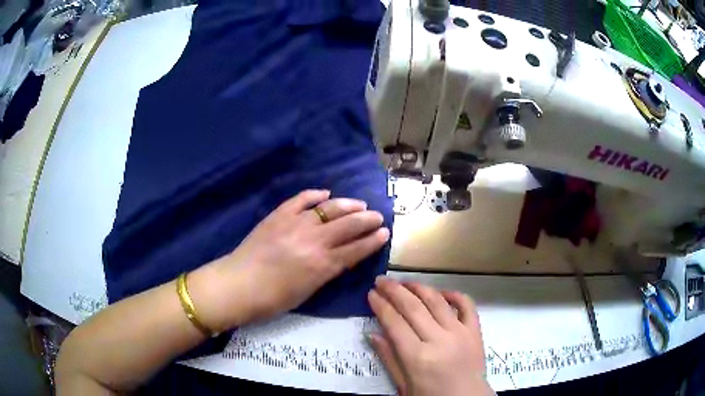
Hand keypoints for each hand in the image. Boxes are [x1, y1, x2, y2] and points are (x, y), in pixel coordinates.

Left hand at [191, 190, 389, 331]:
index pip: (356, 249)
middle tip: (377, 216)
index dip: (373, 241)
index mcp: (322, 264)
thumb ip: (327, 272)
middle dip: (367, 220)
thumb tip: (342, 258)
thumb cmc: (273, 298)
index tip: (384, 233)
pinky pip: (301, 199)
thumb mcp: (308, 291)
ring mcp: (295, 224)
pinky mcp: (279, 215)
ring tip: (359, 205)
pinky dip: (314, 195)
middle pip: (348, 225)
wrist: (239, 284)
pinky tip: (325, 193)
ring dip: (348, 205)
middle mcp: (314, 240)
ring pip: (329, 209)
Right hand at [369, 277, 491, 395]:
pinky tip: (441, 292)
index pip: (395, 323)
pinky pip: (466, 305)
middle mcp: (439, 340)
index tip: (371, 294)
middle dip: (394, 290)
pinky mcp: (475, 331)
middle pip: (413, 307)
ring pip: (436, 301)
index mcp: (418, 357)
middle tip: (381, 280)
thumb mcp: (403, 385)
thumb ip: (389, 358)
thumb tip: (373, 333)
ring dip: (419, 287)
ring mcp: (460, 333)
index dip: (381, 306)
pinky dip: (454, 294)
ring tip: (404, 282)